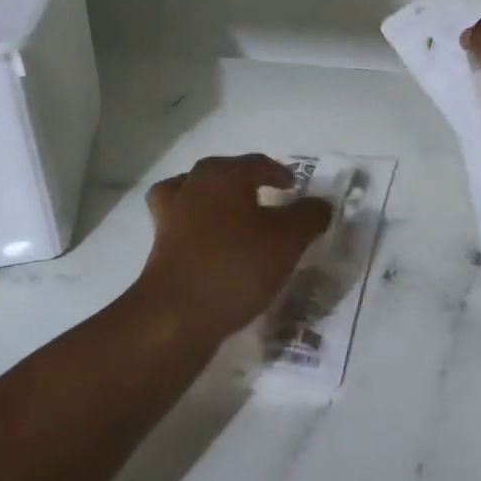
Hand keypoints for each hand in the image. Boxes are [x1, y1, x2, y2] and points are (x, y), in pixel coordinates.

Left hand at [130, 155, 332, 343]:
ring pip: (197, 197)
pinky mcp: (159, 247)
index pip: (257, 164)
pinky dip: (200, 230)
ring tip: (236, 219)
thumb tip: (320, 204)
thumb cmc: (236, 266)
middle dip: (246, 183)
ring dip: (217, 203)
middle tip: (269, 200)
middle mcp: (191, 186)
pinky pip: (185, 227)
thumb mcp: (288, 240)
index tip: (294, 187)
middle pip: (223, 174)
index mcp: (222, 175)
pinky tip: (216, 248)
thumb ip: (309, 216)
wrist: (176, 316)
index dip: (279, 173)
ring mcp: (170, 216)